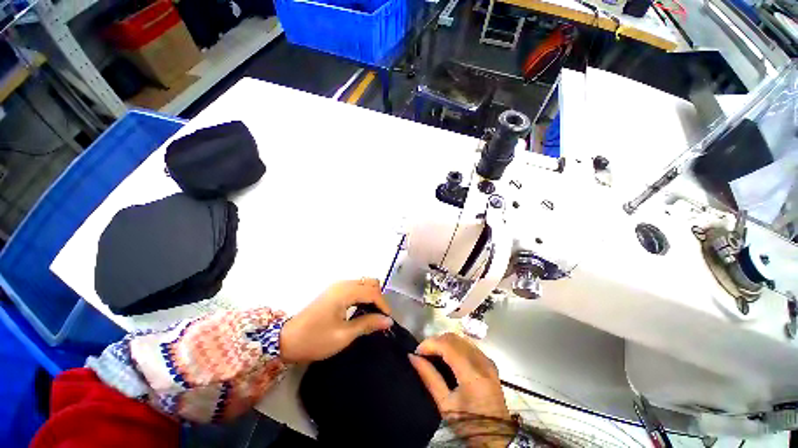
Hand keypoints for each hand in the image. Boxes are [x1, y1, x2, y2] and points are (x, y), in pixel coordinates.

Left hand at [279, 278, 393, 363]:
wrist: (286, 340)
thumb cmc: (315, 339)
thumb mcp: (343, 335)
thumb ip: (367, 324)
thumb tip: (388, 320)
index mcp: (345, 292)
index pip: (372, 292)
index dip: (383, 304)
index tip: (388, 319)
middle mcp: (342, 284)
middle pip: (369, 283)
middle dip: (378, 298)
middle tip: (379, 317)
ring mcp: (337, 286)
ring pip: (363, 283)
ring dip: (371, 296)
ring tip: (372, 315)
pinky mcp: (334, 291)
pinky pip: (355, 288)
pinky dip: (362, 296)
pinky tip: (361, 310)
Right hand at [409, 333, 513, 447]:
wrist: (495, 438)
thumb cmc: (468, 424)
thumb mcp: (445, 405)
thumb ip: (429, 377)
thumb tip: (413, 357)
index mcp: (472, 373)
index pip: (447, 345)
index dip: (430, 343)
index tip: (416, 351)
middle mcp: (482, 361)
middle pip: (454, 338)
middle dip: (436, 341)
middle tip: (423, 352)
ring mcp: (487, 360)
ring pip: (461, 339)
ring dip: (445, 341)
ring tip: (433, 353)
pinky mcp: (489, 362)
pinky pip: (468, 345)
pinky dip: (455, 345)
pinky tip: (447, 355)